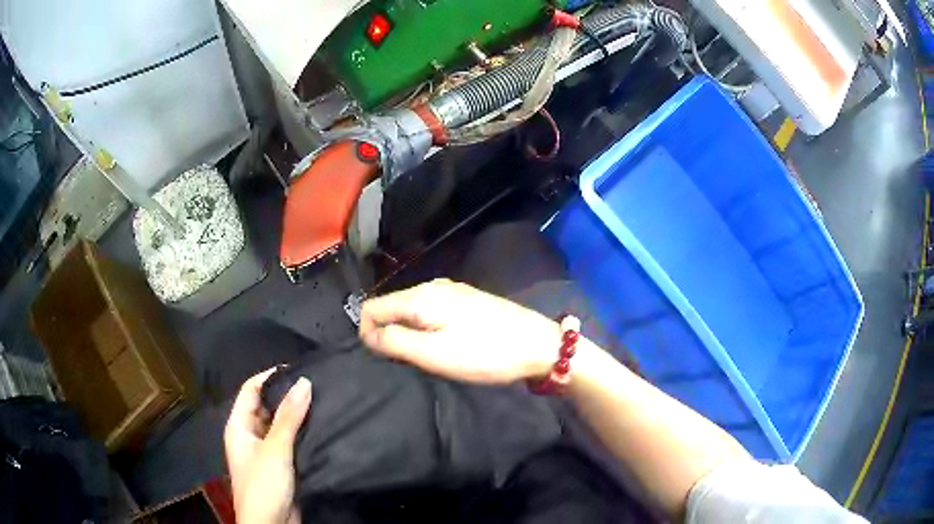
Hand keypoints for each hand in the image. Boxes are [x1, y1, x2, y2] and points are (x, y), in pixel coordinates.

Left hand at [224, 370, 311, 523]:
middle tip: (315, 385)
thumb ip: (289, 417)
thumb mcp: (275, 449)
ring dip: (296, 416)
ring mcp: (265, 452)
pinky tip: (320, 428)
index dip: (269, 377)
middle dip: (286, 396)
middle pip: (266, 407)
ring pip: (279, 426)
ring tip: (322, 401)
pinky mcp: (280, 466)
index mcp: (239, 426)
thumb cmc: (263, 484)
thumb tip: (304, 381)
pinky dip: (302, 434)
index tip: (297, 369)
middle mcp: (249, 436)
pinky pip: (290, 443)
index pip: (250, 390)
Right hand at [360, 279, 560, 383]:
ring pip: (411, 310)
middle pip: (391, 306)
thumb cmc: (485, 353)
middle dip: (388, 333)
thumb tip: (368, 334)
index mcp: (421, 296)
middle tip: (407, 362)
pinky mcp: (467, 300)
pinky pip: (431, 311)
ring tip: (424, 357)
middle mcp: (433, 286)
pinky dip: (426, 329)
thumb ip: (396, 341)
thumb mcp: (435, 353)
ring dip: (408, 333)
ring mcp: (452, 291)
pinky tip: (443, 345)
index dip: (367, 333)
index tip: (384, 359)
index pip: (371, 307)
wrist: (538, 345)